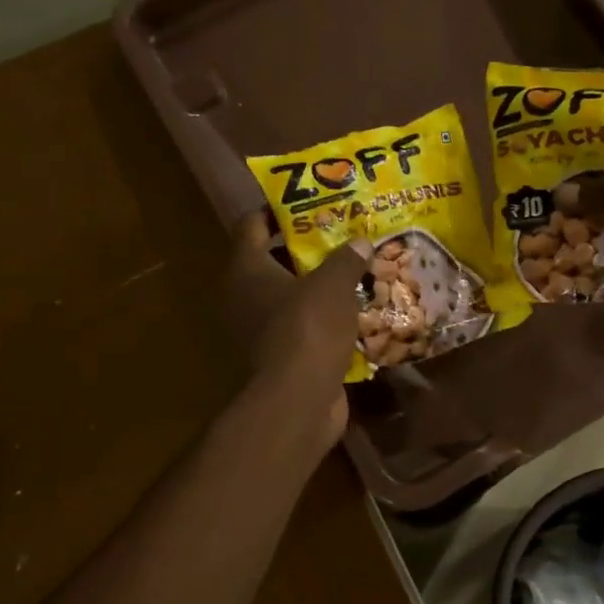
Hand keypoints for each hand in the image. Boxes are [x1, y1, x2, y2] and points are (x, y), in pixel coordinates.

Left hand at [226, 212, 371, 442]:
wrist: (298, 402)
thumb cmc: (307, 330)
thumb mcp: (332, 285)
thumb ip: (345, 259)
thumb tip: (360, 241)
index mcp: (246, 270)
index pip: (251, 225)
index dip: (277, 210)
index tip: (308, 202)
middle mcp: (244, 297)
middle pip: (273, 261)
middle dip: (307, 249)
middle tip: (343, 236)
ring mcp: (260, 331)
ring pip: (291, 297)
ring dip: (319, 287)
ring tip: (356, 270)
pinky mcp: (280, 357)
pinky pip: (303, 327)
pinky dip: (325, 319)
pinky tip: (356, 311)